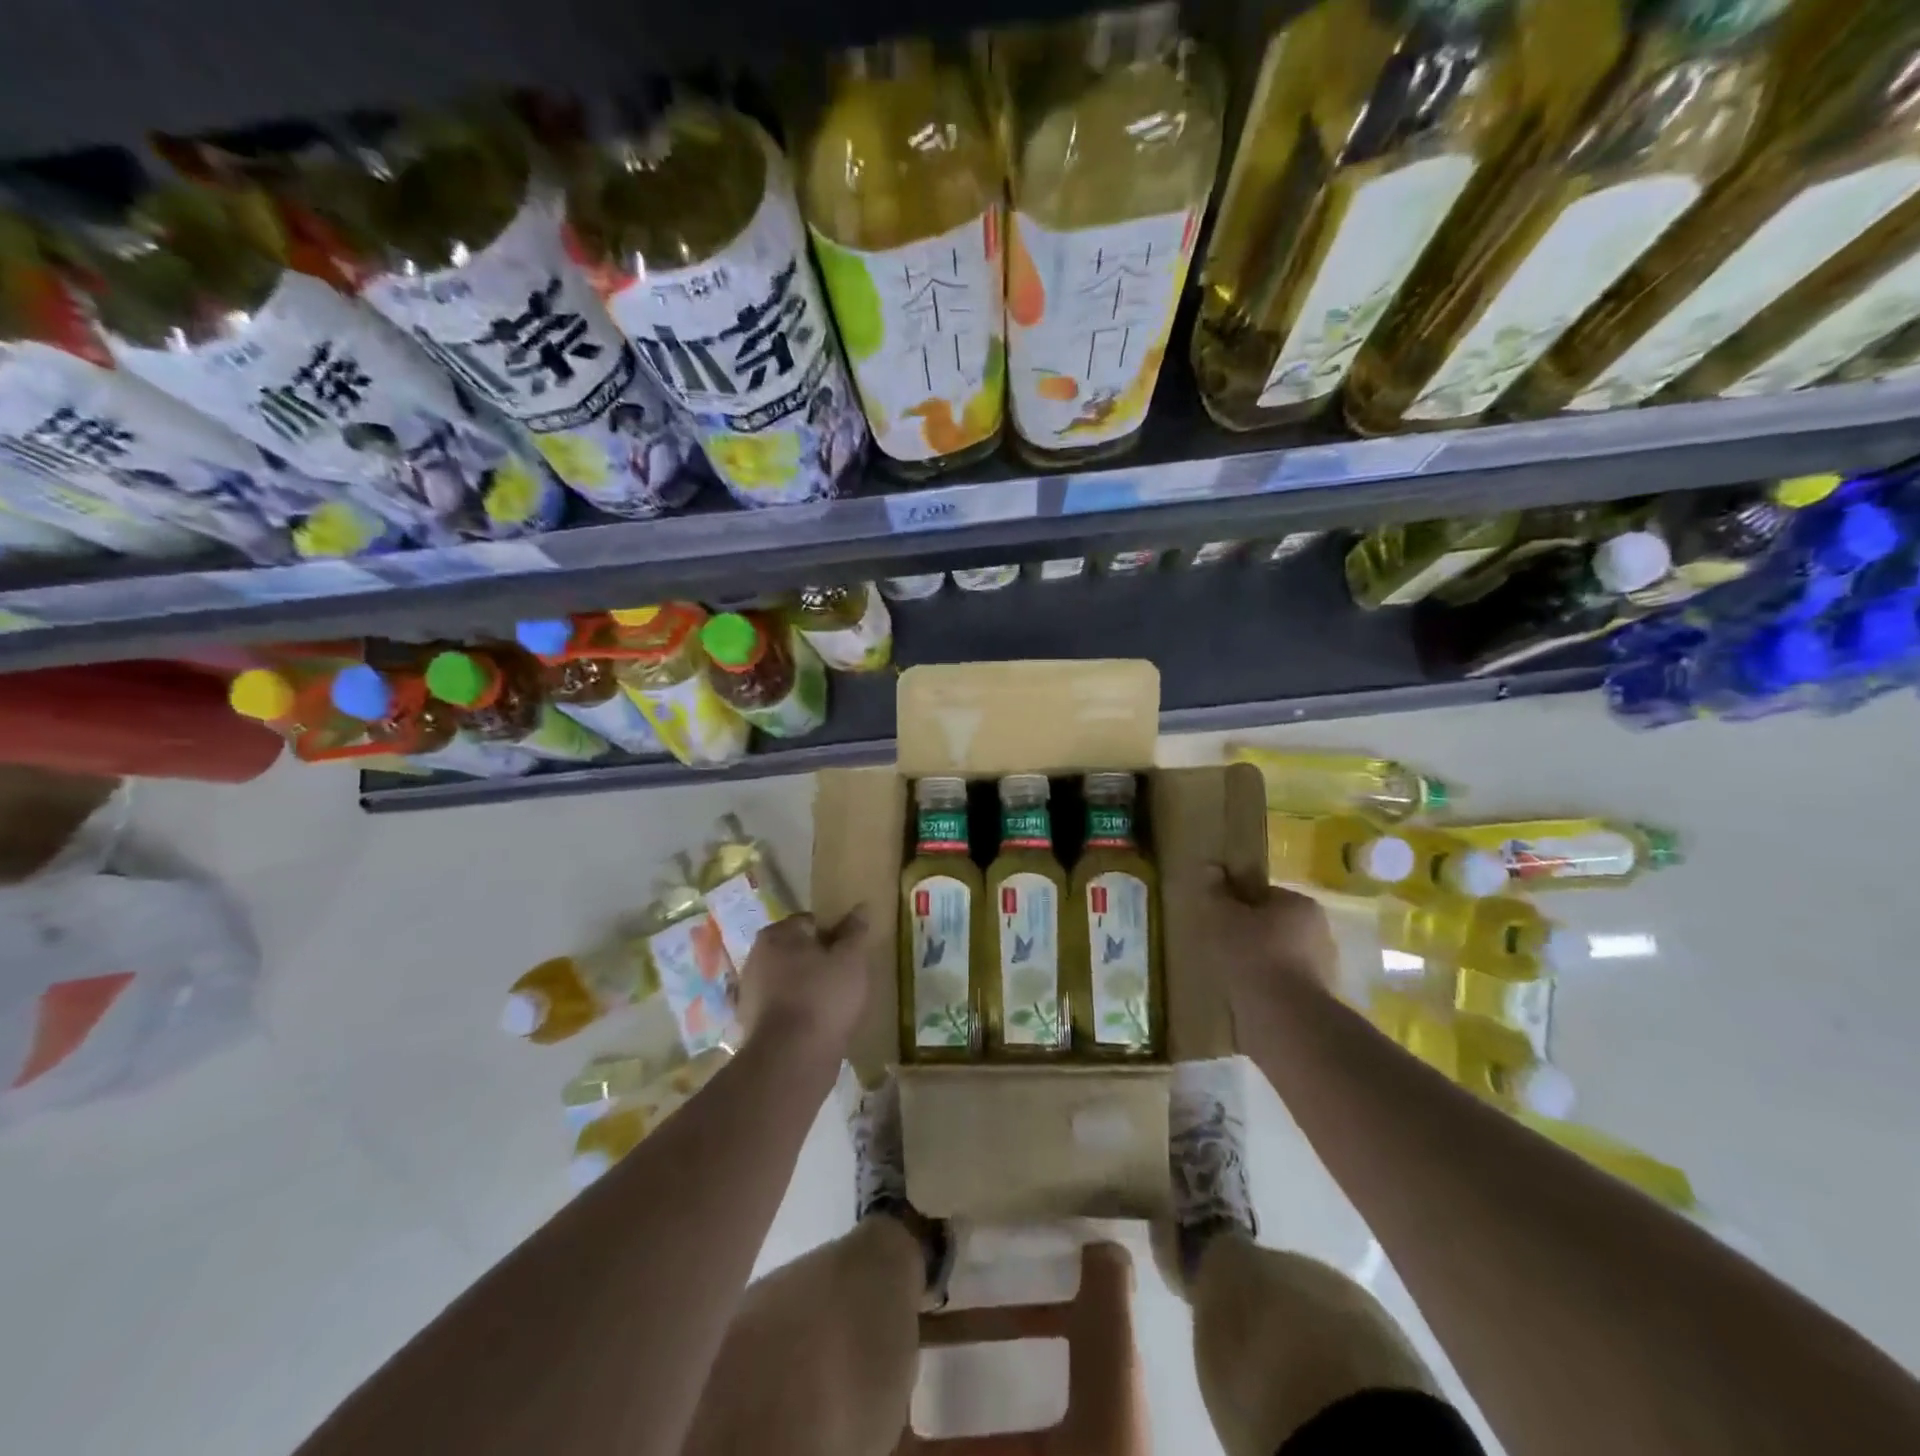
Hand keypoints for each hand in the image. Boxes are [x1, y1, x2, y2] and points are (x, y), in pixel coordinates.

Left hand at [734, 908, 872, 1059]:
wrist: (791, 1059)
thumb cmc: (823, 997)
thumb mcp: (850, 959)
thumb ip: (855, 931)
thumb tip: (860, 908)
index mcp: (776, 935)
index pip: (811, 921)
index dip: (835, 933)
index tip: (852, 952)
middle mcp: (756, 957)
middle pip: (797, 949)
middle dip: (820, 959)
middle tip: (847, 976)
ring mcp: (750, 992)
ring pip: (789, 979)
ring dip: (809, 986)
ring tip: (836, 1002)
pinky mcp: (752, 1022)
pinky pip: (783, 1006)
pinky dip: (799, 1010)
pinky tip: (818, 1023)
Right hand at [1196, 864, 1338, 1011]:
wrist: (1284, 1018)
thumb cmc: (1253, 954)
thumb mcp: (1223, 916)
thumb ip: (1216, 892)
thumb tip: (1212, 869)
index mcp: (1302, 905)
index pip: (1265, 895)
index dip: (1239, 903)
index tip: (1219, 918)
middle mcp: (1321, 932)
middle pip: (1275, 925)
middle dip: (1251, 934)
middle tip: (1221, 946)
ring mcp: (1324, 969)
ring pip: (1281, 956)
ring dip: (1259, 962)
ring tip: (1231, 974)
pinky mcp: (1318, 1000)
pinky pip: (1284, 984)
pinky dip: (1268, 987)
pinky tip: (1247, 995)